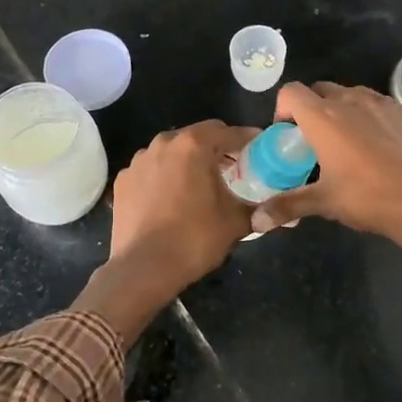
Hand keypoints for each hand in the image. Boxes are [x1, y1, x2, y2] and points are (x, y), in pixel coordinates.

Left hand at [108, 121, 258, 294]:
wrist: (142, 269)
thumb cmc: (194, 239)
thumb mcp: (235, 222)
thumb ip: (259, 208)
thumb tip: (278, 210)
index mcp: (193, 145)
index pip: (229, 132)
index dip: (248, 141)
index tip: (261, 153)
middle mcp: (163, 143)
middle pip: (198, 137)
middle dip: (217, 149)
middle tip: (234, 170)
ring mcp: (138, 161)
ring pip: (172, 152)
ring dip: (188, 161)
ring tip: (200, 185)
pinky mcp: (123, 180)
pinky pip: (152, 170)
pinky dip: (164, 177)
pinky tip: (171, 200)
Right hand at [250, 83, 401, 247]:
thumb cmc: (369, 198)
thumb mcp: (324, 203)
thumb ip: (287, 206)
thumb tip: (255, 223)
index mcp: (323, 118)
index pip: (291, 92)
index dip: (283, 108)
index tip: (288, 134)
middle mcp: (351, 101)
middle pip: (321, 89)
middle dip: (313, 108)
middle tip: (317, 140)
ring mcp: (385, 103)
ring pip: (354, 94)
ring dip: (345, 110)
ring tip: (351, 141)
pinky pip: (385, 106)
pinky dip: (376, 118)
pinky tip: (386, 146)